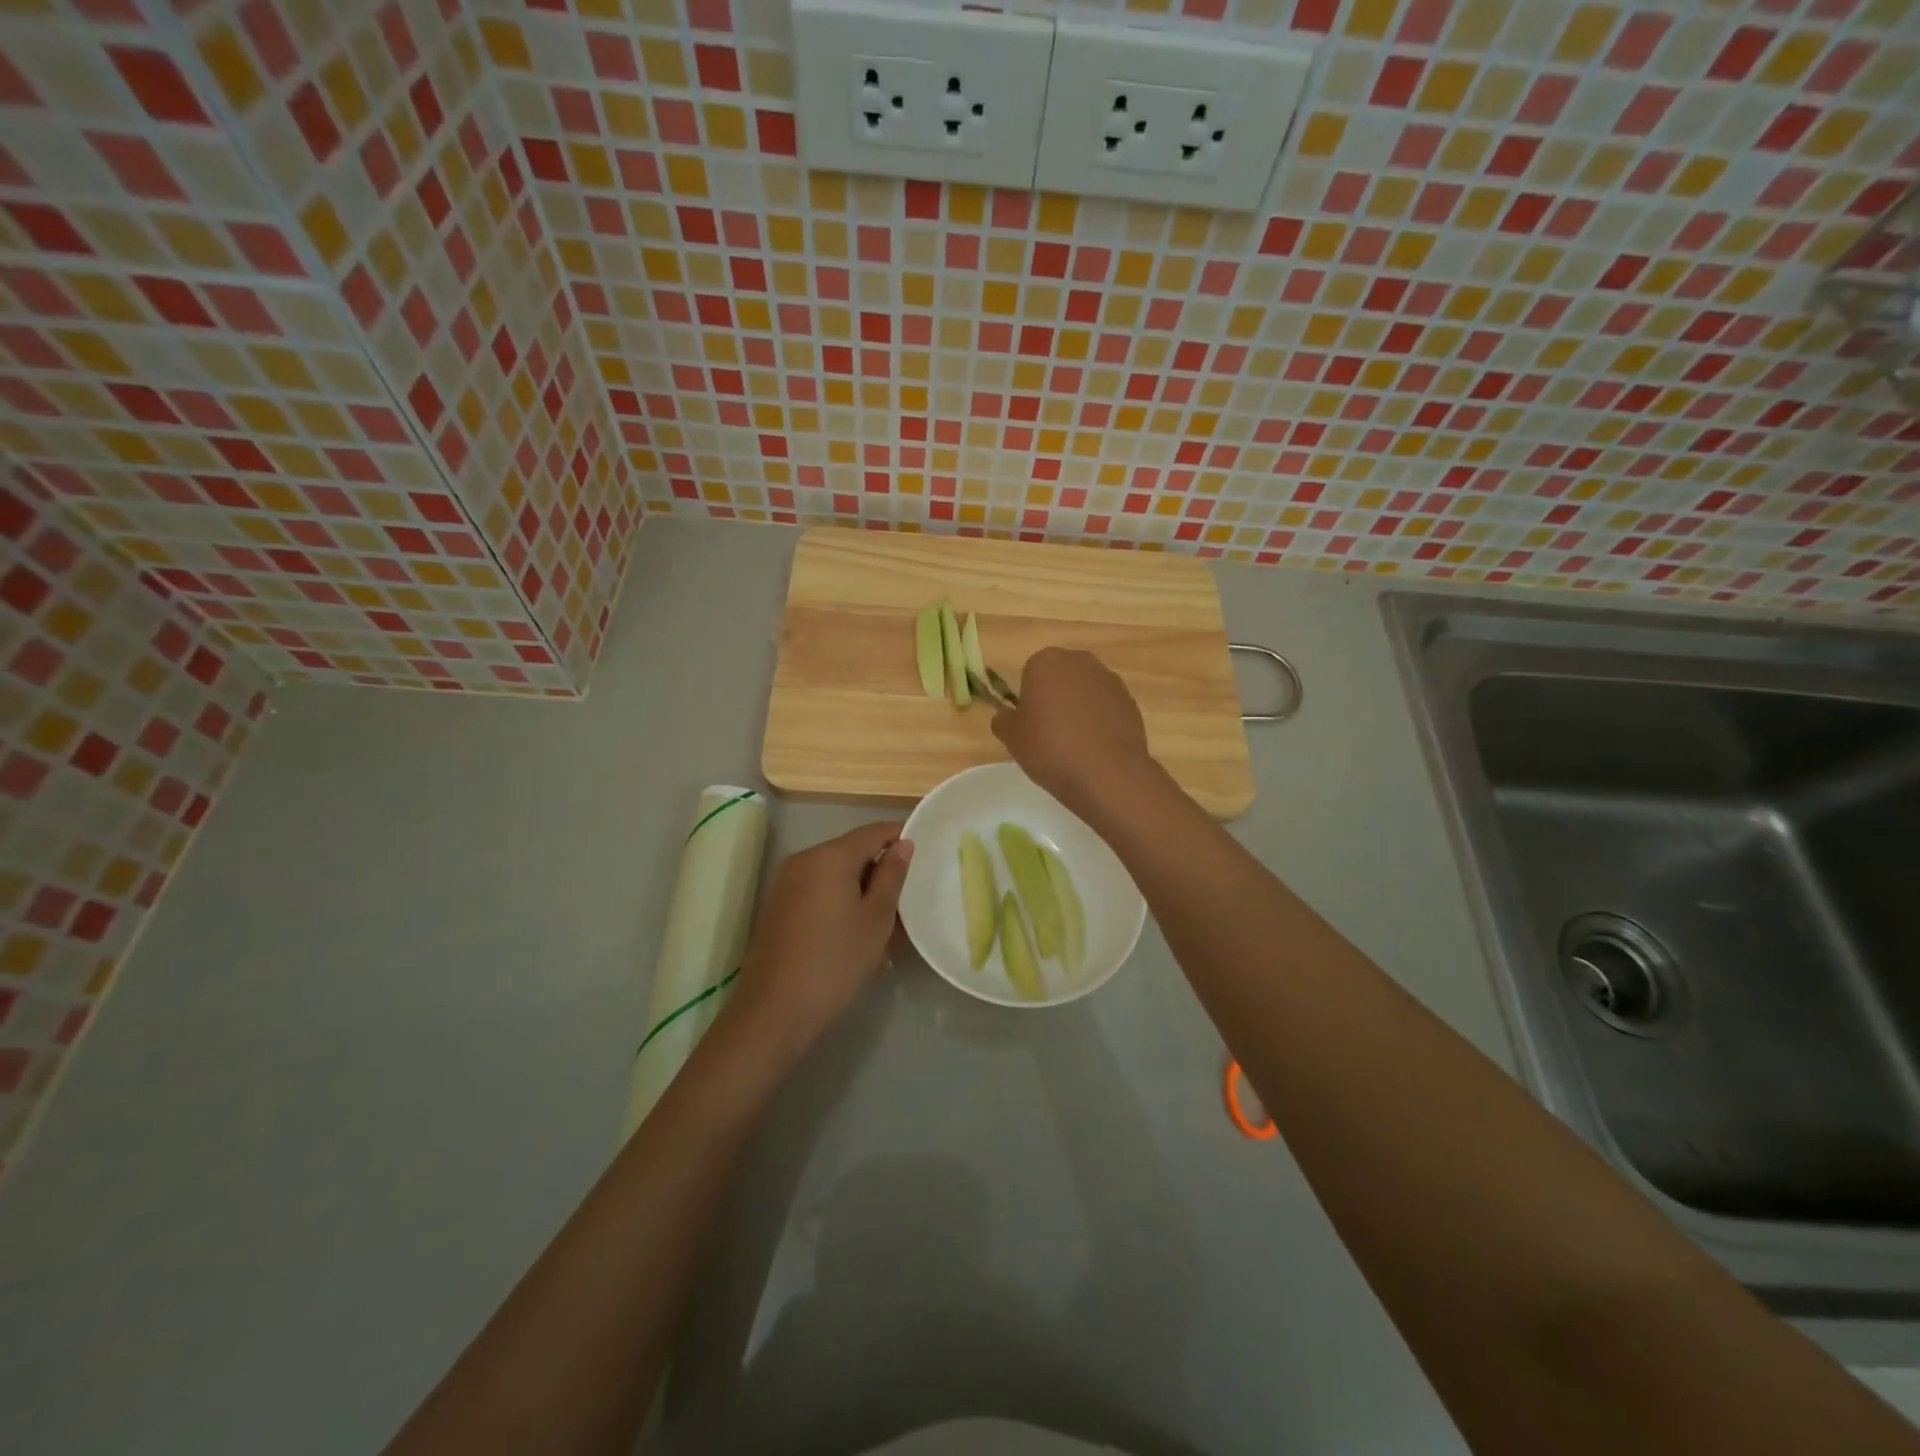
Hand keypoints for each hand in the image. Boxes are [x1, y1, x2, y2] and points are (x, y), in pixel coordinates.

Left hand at [725, 821, 912, 1063]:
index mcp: (829, 856)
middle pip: (852, 853)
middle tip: (907, 905)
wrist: (774, 1011)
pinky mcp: (778, 907)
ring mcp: (786, 883)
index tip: (924, 855)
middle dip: (881, 874)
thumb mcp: (876, 918)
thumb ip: (892, 875)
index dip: (900, 838)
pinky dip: (841, 906)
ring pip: (836, 877)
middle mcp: (803, 860)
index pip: (873, 832)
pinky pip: (818, 893)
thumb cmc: (835, 961)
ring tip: (886, 931)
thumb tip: (903, 844)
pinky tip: (856, 939)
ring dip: (862, 894)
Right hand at [992, 648, 1155, 821]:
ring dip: (1079, 709)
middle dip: (1055, 699)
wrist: (1105, 773)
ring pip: (1085, 692)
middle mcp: (1080, 661)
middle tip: (1050, 733)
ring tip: (1075, 745)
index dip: (1029, 700)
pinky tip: (1096, 749)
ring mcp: (1110, 680)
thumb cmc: (1049, 748)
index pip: (1030, 674)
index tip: (1030, 725)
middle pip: (1061, 678)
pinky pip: (1106, 708)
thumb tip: (1006, 716)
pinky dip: (1100, 722)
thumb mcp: (1011, 738)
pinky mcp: (1131, 702)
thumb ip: (1003, 720)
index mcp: (1046, 662)